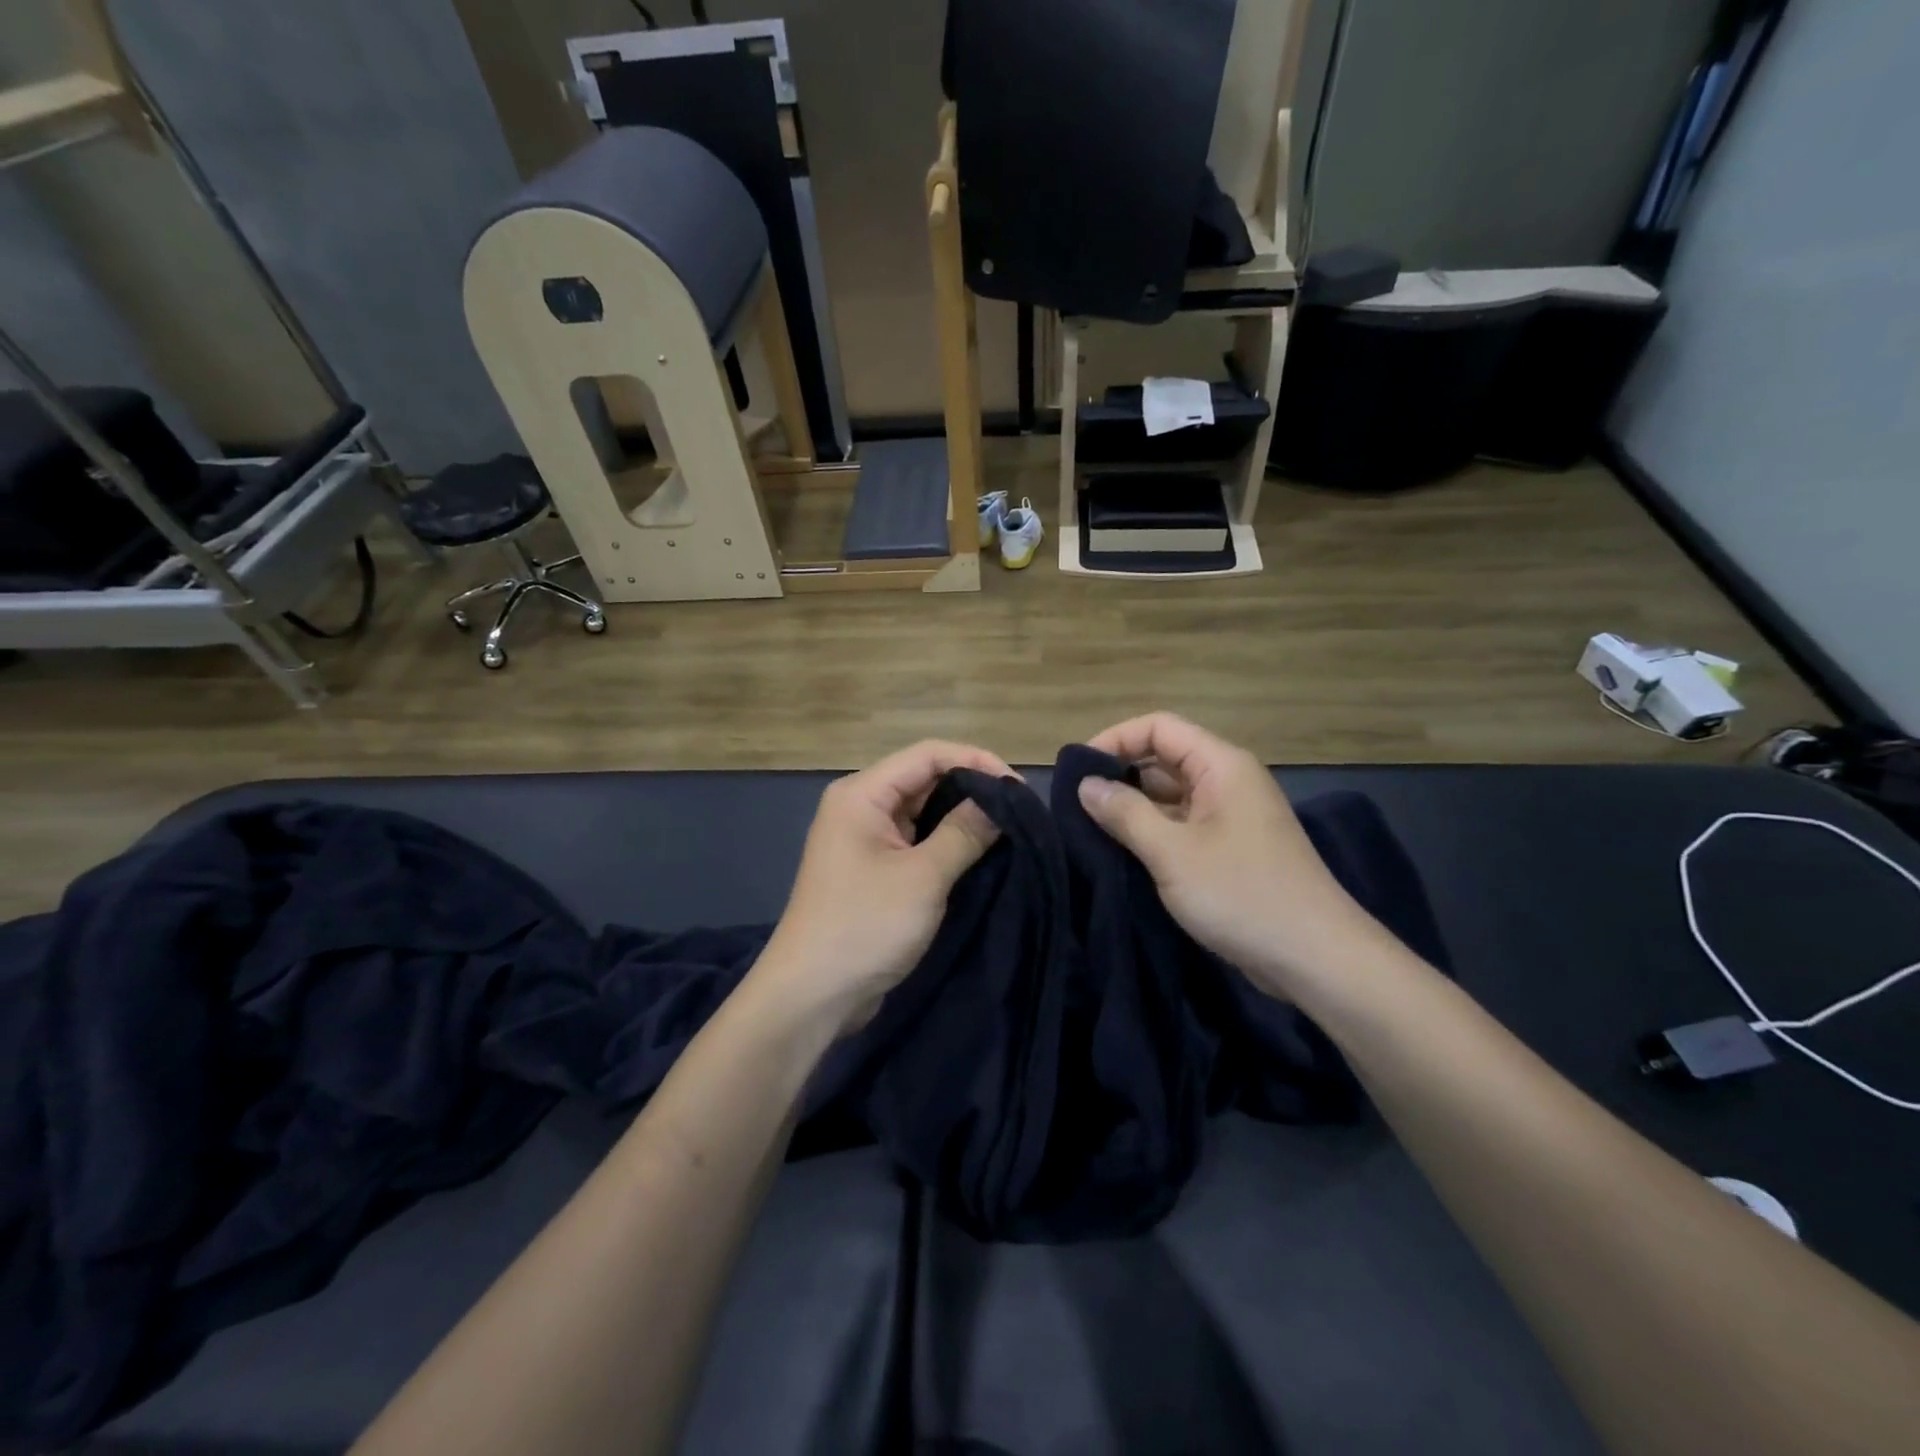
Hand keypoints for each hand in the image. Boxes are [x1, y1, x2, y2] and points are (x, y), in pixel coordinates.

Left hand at [750, 740, 1009, 1036]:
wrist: (811, 996)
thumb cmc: (865, 926)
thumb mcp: (923, 877)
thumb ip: (964, 832)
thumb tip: (1002, 800)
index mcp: (862, 794)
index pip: (927, 754)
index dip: (976, 761)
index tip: (1018, 788)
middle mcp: (861, 807)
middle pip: (925, 779)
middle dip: (972, 789)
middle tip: (1020, 811)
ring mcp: (866, 840)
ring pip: (924, 812)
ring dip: (962, 819)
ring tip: (1010, 831)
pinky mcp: (874, 870)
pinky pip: (917, 842)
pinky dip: (947, 844)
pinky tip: (981, 855)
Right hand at [1078, 713, 1383, 998]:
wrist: (1316, 958)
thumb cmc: (1242, 894)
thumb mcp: (1172, 852)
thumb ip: (1125, 813)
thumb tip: (1086, 784)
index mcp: (1222, 766)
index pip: (1159, 727)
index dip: (1115, 739)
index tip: (1077, 770)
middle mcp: (1228, 782)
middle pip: (1164, 759)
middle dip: (1120, 775)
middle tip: (1076, 804)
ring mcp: (1231, 818)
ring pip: (1171, 796)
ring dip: (1133, 808)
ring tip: (1089, 829)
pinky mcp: (1231, 851)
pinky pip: (1182, 827)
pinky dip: (1152, 834)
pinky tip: (1122, 854)